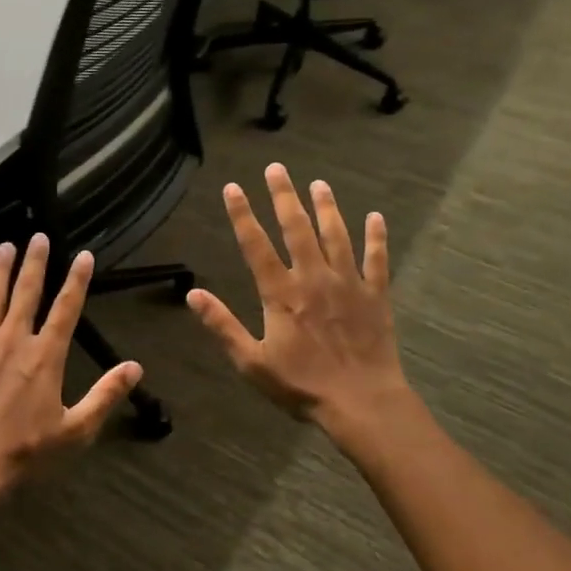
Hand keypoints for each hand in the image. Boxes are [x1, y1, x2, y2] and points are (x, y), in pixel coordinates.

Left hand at [0, 235, 142, 496]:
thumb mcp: (76, 429)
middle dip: (35, 263)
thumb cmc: (26, 451)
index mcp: (45, 356)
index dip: (77, 280)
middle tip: (38, 237)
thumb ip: (105, 394)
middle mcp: (14, 340)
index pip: (66, 309)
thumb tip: (135, 367)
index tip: (83, 255)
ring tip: (5, 247)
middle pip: (27, 293)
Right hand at [188, 164, 411, 438]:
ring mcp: (348, 283)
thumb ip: (222, 325)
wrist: (362, 402)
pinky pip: (377, 259)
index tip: (233, 188)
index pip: (255, 245)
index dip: (242, 214)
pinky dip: (376, 237)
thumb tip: (192, 295)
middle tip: (277, 168)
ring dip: (327, 208)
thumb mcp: (251, 361)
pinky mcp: (376, 295)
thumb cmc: (302, 385)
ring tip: (319, 184)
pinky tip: (376, 217)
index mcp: (281, 293)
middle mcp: (313, 278)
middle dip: (284, 196)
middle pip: (296, 228)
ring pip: (336, 235)